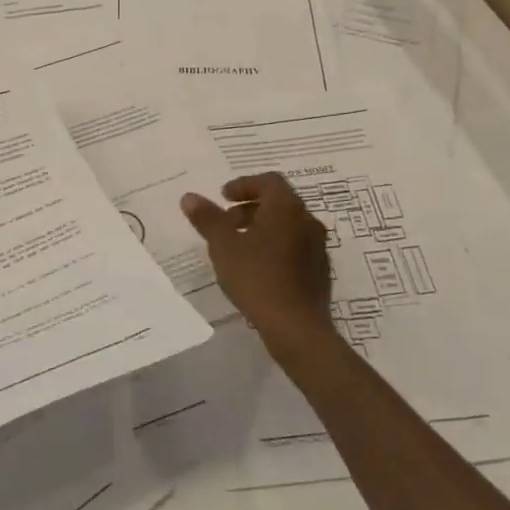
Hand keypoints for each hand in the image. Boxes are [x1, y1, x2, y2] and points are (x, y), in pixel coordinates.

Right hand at [181, 173, 341, 373]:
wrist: (296, 328)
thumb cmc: (257, 278)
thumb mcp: (223, 246)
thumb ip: (207, 218)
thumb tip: (189, 197)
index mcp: (287, 209)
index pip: (269, 181)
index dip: (244, 185)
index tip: (223, 197)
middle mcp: (308, 222)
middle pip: (279, 203)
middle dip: (250, 208)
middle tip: (226, 222)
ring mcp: (318, 248)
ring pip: (287, 226)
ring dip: (262, 228)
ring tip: (237, 248)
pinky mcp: (319, 272)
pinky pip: (295, 248)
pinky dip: (274, 247)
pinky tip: (256, 270)